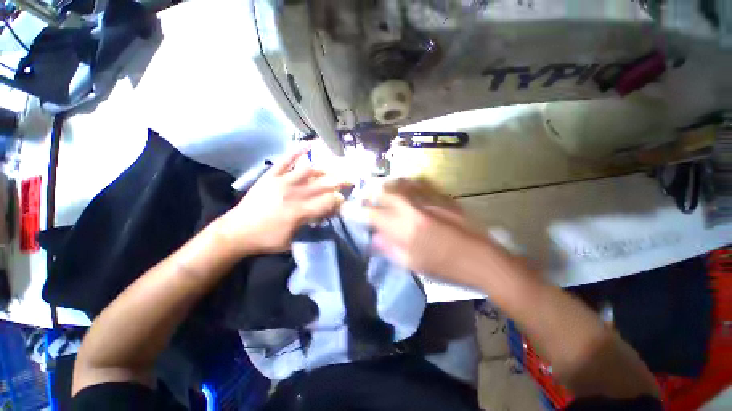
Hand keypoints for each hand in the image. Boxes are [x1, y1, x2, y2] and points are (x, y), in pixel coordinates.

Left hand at [217, 149, 349, 254]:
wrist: (235, 232)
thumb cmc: (267, 240)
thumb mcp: (293, 241)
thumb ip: (312, 227)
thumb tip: (326, 214)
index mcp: (299, 212)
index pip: (328, 201)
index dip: (339, 200)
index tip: (344, 201)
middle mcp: (293, 194)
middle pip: (323, 184)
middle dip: (340, 182)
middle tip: (350, 181)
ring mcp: (281, 182)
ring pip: (309, 170)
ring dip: (324, 170)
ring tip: (333, 171)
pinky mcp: (271, 176)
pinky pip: (285, 160)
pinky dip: (297, 150)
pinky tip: (310, 144)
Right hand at [366, 178, 484, 277]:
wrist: (481, 259)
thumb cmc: (445, 267)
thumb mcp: (413, 264)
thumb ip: (390, 248)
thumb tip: (374, 238)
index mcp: (405, 229)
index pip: (373, 215)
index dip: (357, 211)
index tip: (347, 208)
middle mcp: (414, 209)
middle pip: (386, 193)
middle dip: (371, 193)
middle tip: (365, 197)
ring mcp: (429, 201)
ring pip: (401, 185)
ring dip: (388, 186)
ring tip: (380, 189)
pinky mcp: (441, 198)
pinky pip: (419, 186)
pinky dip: (406, 185)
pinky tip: (403, 187)